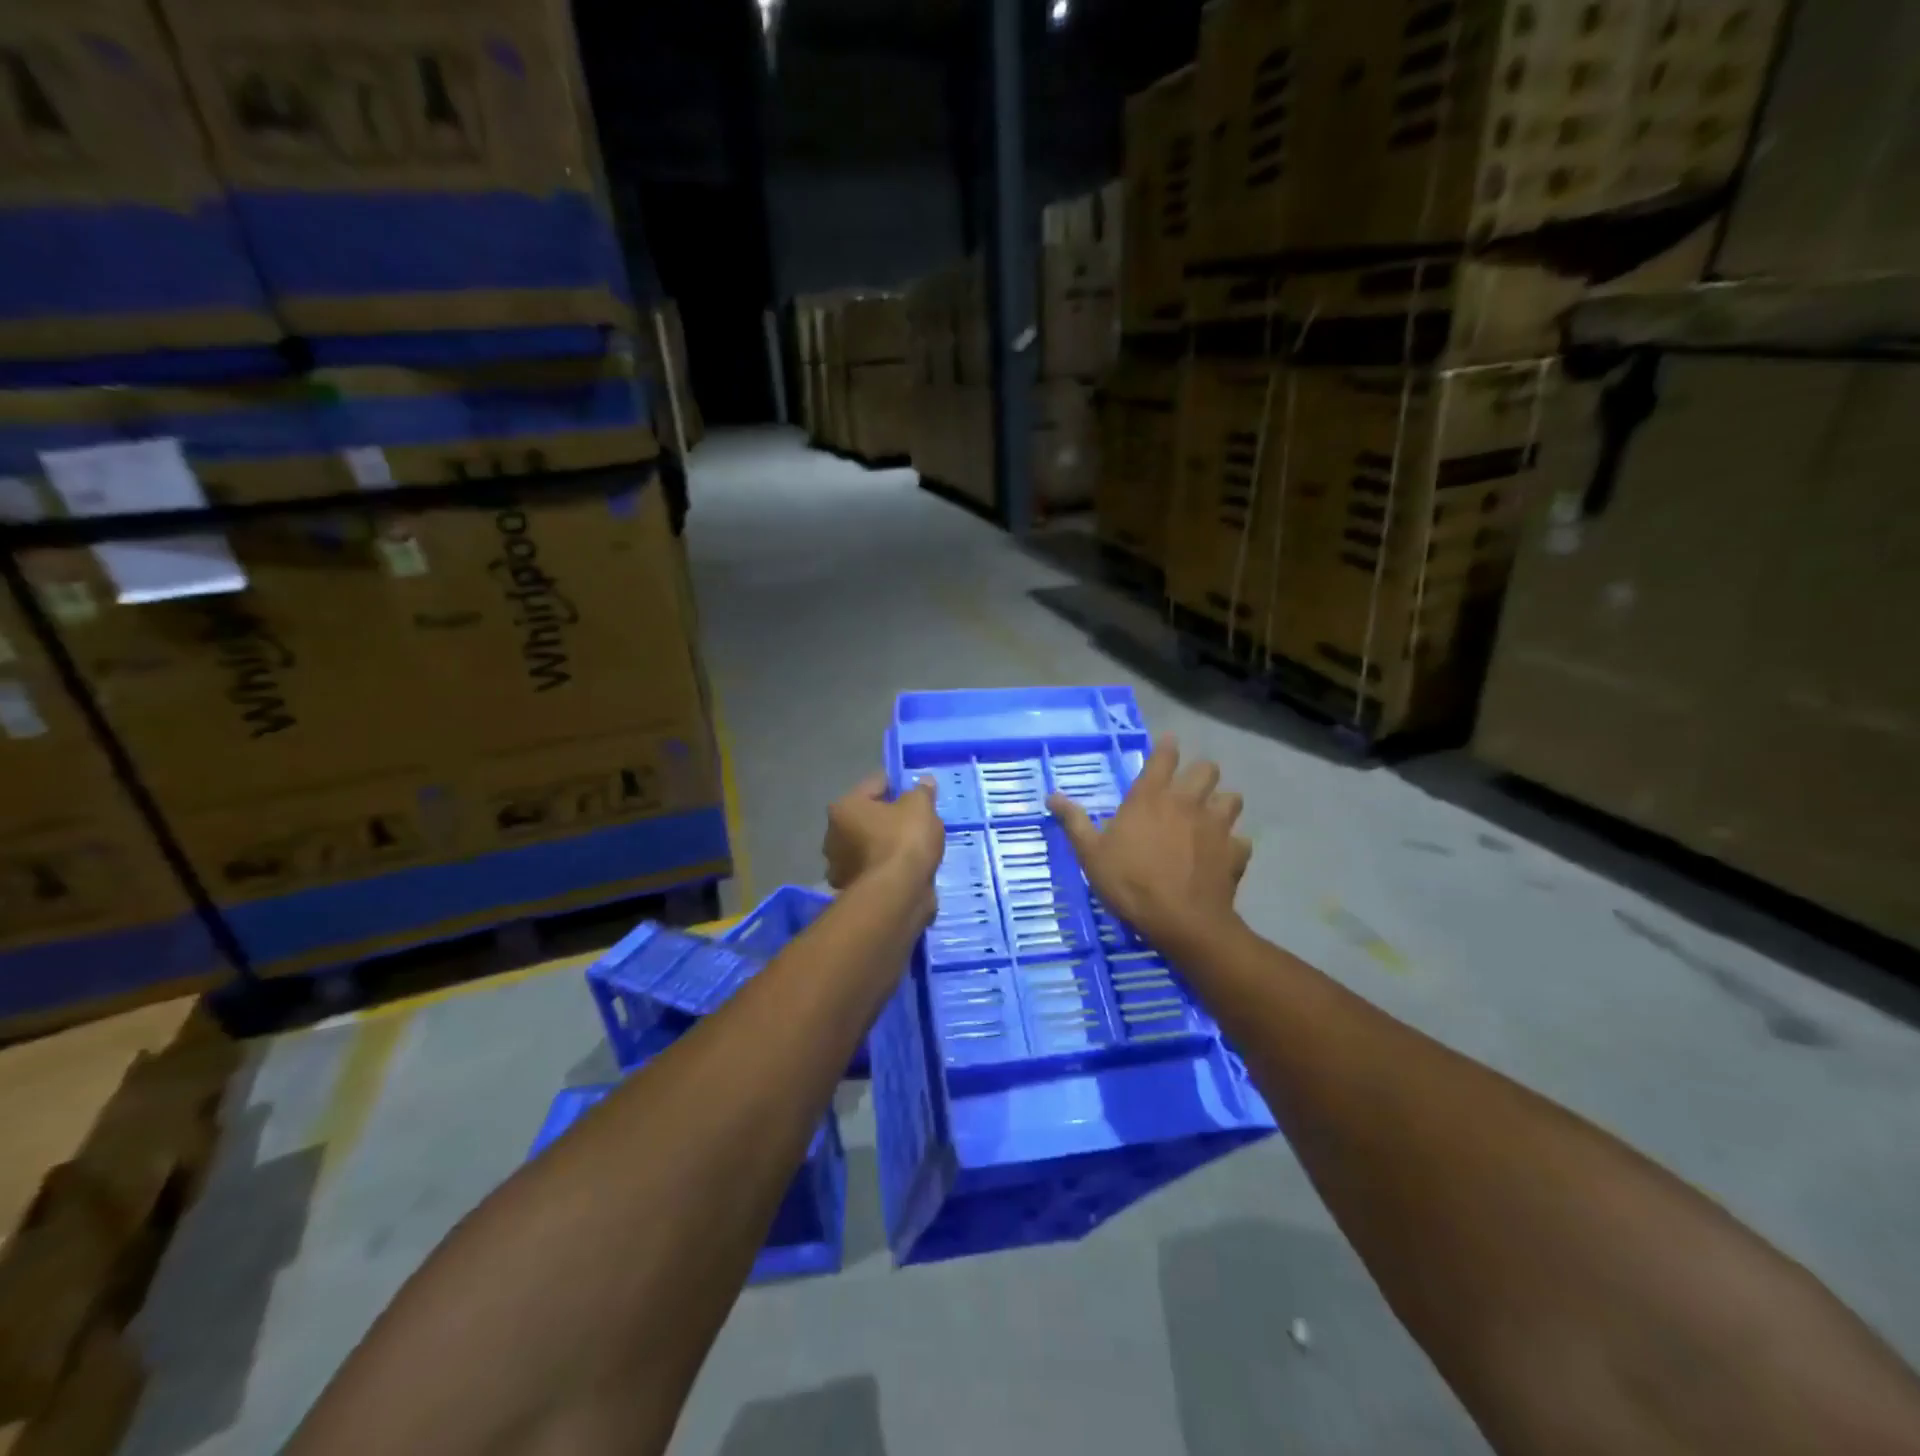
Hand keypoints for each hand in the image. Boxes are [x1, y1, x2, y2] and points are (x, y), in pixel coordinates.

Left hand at [823, 774, 944, 917]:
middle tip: (919, 822)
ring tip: (918, 848)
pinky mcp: (853, 892)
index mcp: (844, 807)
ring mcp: (840, 867)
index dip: (899, 785)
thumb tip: (923, 782)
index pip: (875, 784)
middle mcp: (833, 835)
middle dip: (891, 819)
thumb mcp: (920, 807)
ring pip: (871, 846)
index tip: (919, 792)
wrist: (896, 896)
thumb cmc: (903, 841)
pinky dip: (890, 870)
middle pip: (869, 817)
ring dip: (889, 846)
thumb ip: (922, 791)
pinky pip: (877, 870)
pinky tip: (910, 870)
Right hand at [1048, 735, 1250, 945]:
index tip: (1168, 743)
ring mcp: (1217, 826)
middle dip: (1201, 773)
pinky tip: (1223, 855)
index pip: (1164, 757)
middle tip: (1190, 787)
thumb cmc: (1130, 883)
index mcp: (1151, 797)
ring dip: (1222, 804)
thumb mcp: (1091, 854)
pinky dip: (1234, 845)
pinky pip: (1241, 840)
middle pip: (1207, 769)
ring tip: (1211, 817)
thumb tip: (1052, 796)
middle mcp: (1187, 802)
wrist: (1181, 921)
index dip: (1167, 747)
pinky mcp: (1235, 852)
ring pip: (1232, 799)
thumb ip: (1074, 821)